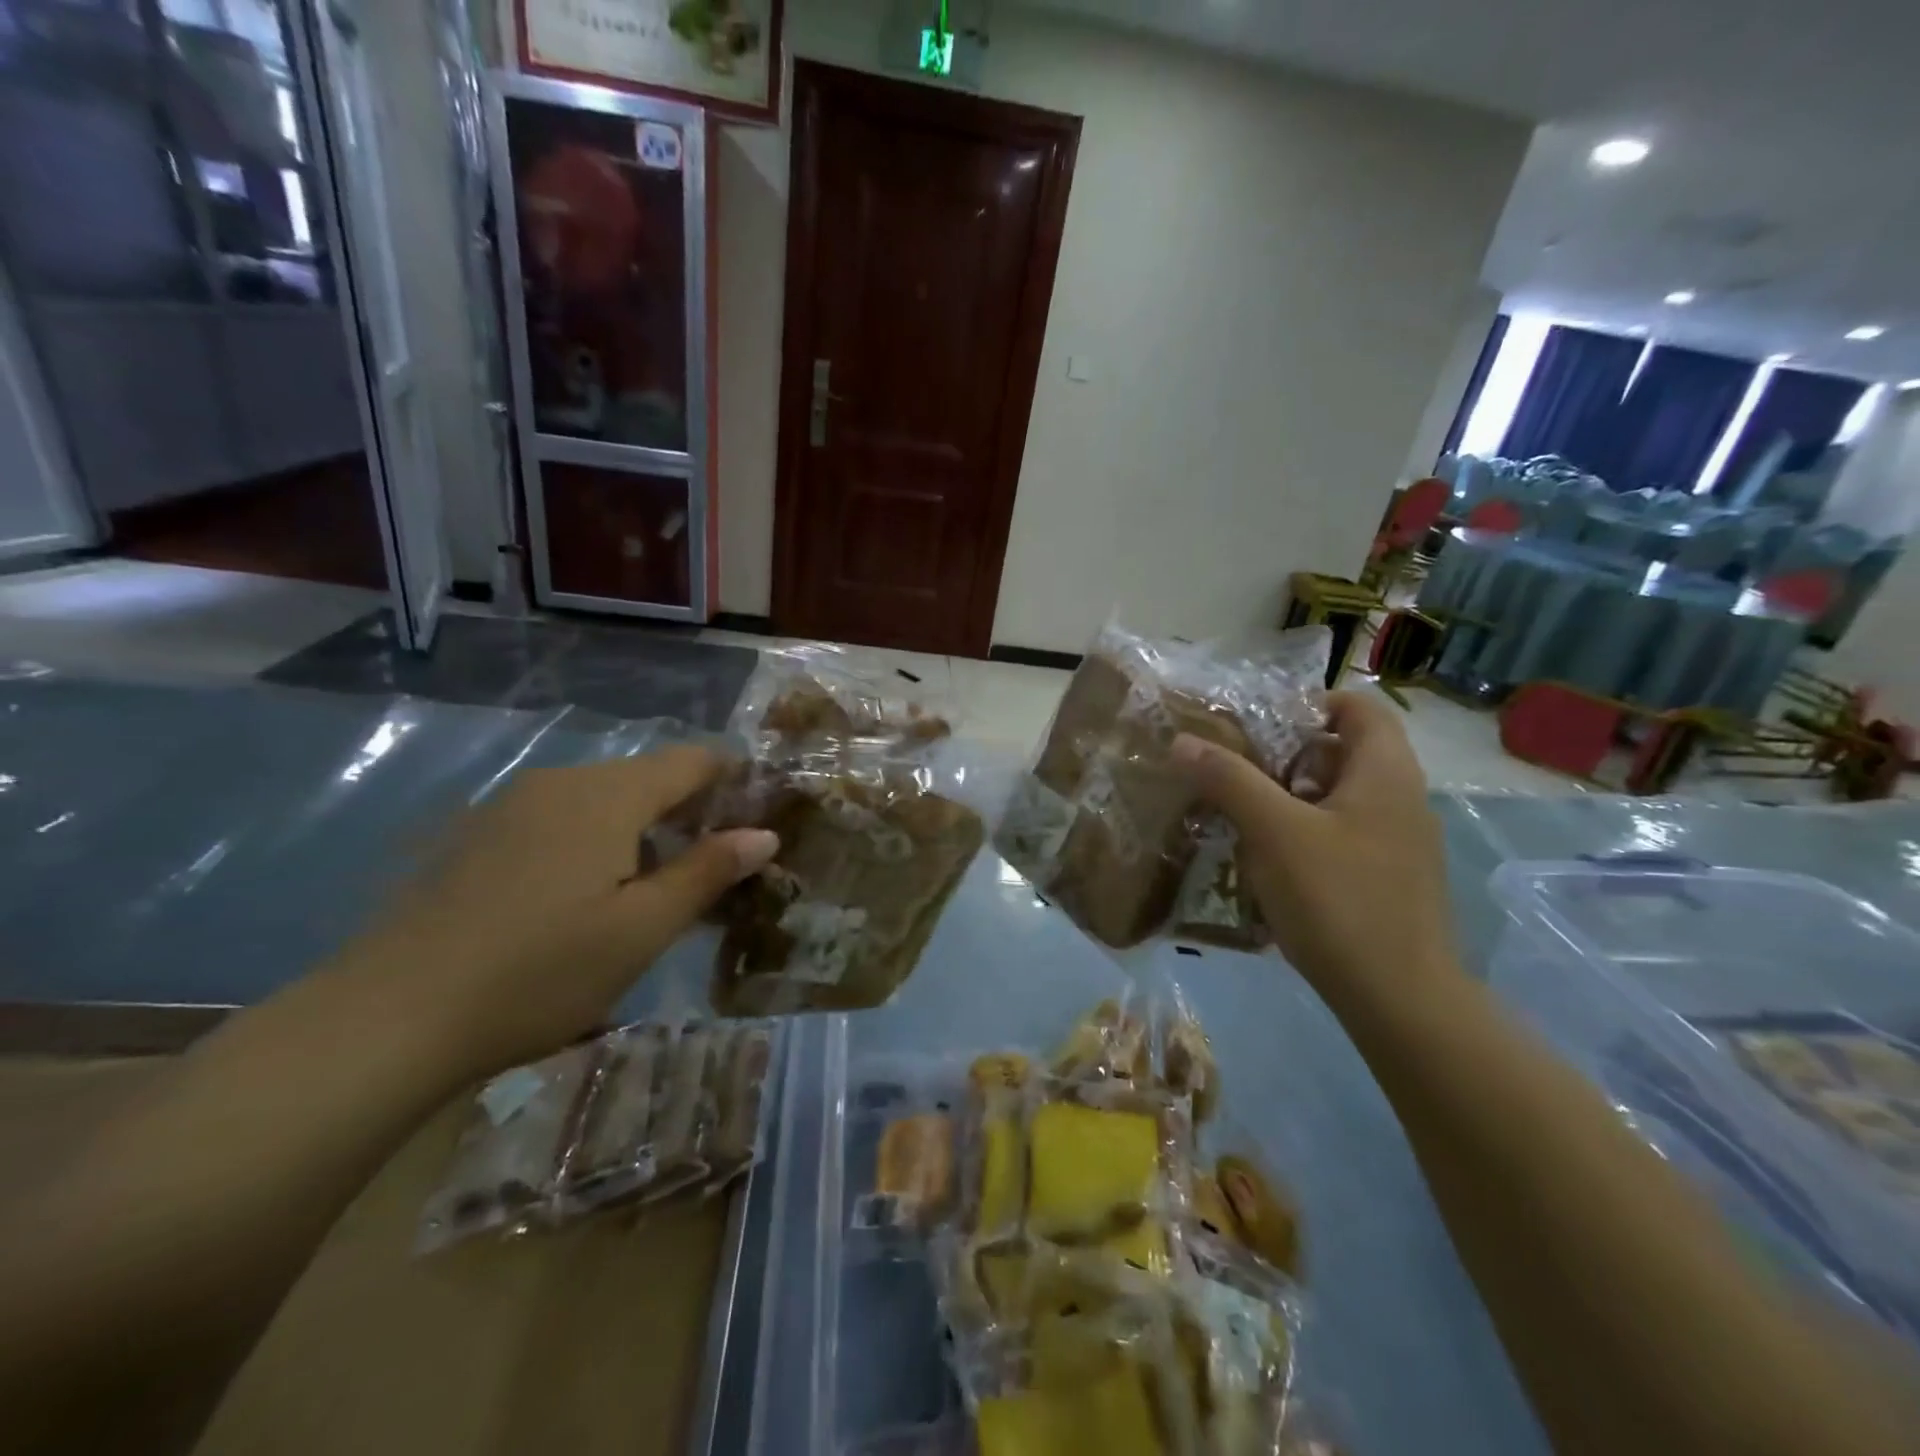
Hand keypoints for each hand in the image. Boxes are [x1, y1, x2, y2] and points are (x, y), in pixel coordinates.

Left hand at [348, 746, 776, 1076]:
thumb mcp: (641, 930)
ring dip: (640, 832)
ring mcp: (509, 807)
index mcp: (606, 795)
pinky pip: (557, 821)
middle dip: (688, 812)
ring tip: (653, 892)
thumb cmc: (539, 972)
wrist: (385, 1020)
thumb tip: (764, 833)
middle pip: (645, 779)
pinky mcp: (475, 837)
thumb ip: (707, 872)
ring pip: (600, 801)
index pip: (691, 760)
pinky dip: (593, 844)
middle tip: (714, 870)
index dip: (733, 778)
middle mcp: (559, 782)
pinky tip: (581, 901)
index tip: (759, 815)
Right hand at [1175, 690, 1461, 1010]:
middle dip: (1284, 755)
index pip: (1357, 706)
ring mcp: (1399, 842)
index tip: (1256, 725)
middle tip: (1236, 770)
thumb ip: (1229, 780)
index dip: (1308, 703)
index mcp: (1386, 772)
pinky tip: (1268, 862)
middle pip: (1341, 751)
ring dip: (1289, 797)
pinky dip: (1304, 833)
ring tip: (1240, 814)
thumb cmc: (1339, 900)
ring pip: (1337, 796)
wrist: (1400, 1000)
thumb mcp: (1274, 832)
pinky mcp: (1388, 878)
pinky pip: (1341, 834)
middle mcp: (1401, 798)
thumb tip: (1182, 741)